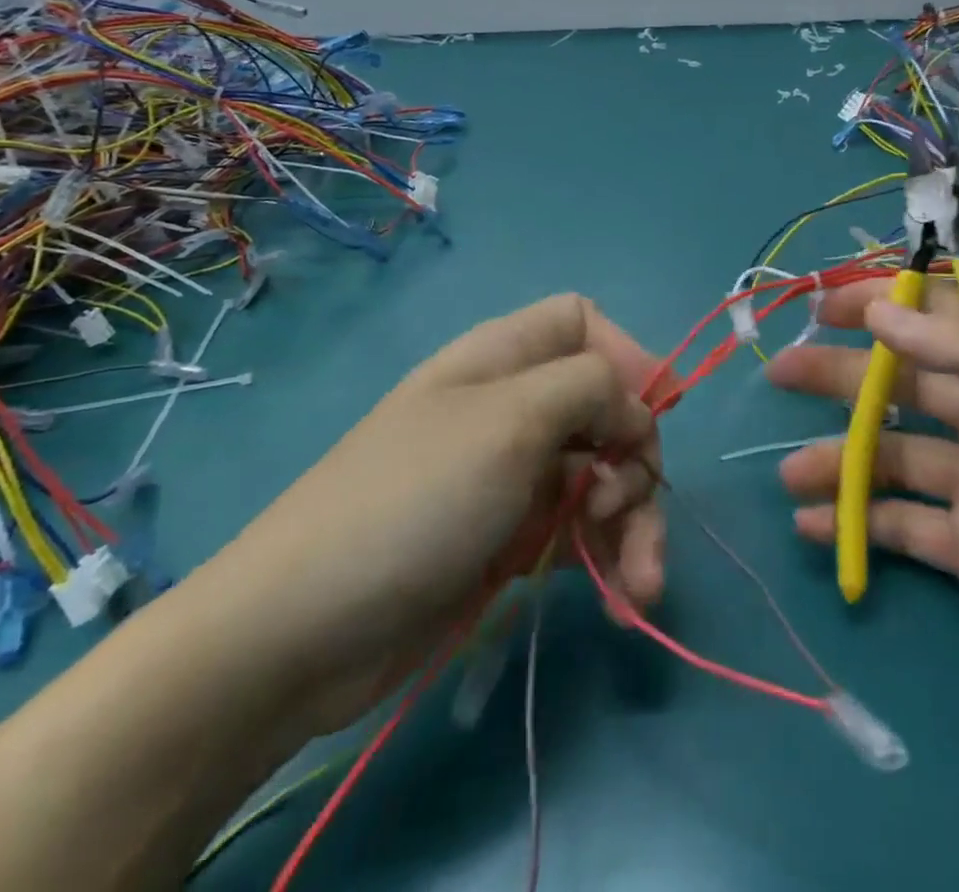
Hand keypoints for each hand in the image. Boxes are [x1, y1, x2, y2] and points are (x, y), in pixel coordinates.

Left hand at [183, 294, 668, 734]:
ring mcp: (511, 475)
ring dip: (634, 523)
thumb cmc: (414, 500)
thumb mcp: (510, 420)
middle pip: (605, 407)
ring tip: (641, 584)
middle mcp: (512, 406)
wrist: (301, 634)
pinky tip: (626, 601)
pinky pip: (580, 530)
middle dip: (636, 457)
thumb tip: (636, 410)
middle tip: (622, 509)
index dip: (626, 357)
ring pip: (602, 475)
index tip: (657, 411)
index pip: (583, 324)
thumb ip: (590, 388)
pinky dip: (610, 559)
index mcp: (503, 357)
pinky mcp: (509, 538)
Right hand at [769, 279, 958, 769]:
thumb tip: (884, 311)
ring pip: (892, 459)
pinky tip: (815, 528)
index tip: (824, 304)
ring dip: (836, 459)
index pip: (940, 320)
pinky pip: (904, 529)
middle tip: (778, 373)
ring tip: (787, 474)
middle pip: (903, 386)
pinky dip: (859, 525)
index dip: (883, 305)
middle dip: (840, 375)